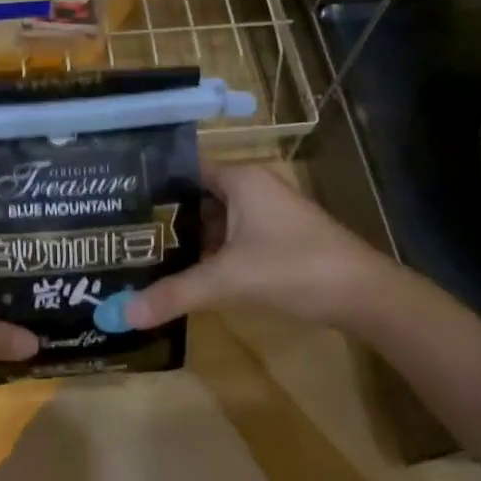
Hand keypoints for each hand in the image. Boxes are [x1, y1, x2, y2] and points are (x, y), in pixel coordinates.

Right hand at [124, 164, 394, 333]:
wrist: (363, 295)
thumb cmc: (293, 268)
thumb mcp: (227, 280)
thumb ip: (174, 294)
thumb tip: (121, 314)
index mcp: (241, 179)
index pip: (185, 167)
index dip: (152, 181)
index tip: (117, 197)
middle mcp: (253, 188)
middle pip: (197, 194)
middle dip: (163, 214)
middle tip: (120, 231)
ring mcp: (268, 214)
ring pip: (215, 218)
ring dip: (187, 235)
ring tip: (141, 251)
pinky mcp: (277, 238)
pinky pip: (232, 236)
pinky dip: (209, 250)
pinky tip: (185, 270)